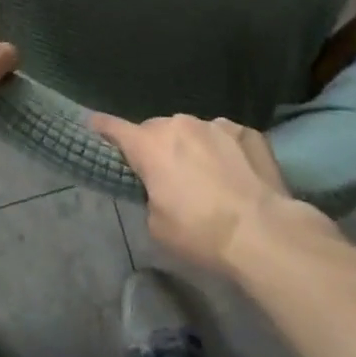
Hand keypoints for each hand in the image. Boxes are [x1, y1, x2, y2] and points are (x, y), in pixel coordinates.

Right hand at [90, 112, 296, 272]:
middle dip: (158, 147)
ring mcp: (215, 124)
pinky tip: (238, 176)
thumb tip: (160, 187)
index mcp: (150, 145)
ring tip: (209, 178)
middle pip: (157, 130)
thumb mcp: (158, 225)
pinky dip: (226, 152)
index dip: (102, 128)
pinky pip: (226, 138)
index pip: (114, 128)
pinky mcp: (246, 131)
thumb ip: (150, 195)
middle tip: (168, 175)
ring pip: (194, 131)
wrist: (263, 232)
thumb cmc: (201, 233)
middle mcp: (179, 124)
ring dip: (194, 148)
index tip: (93, 124)